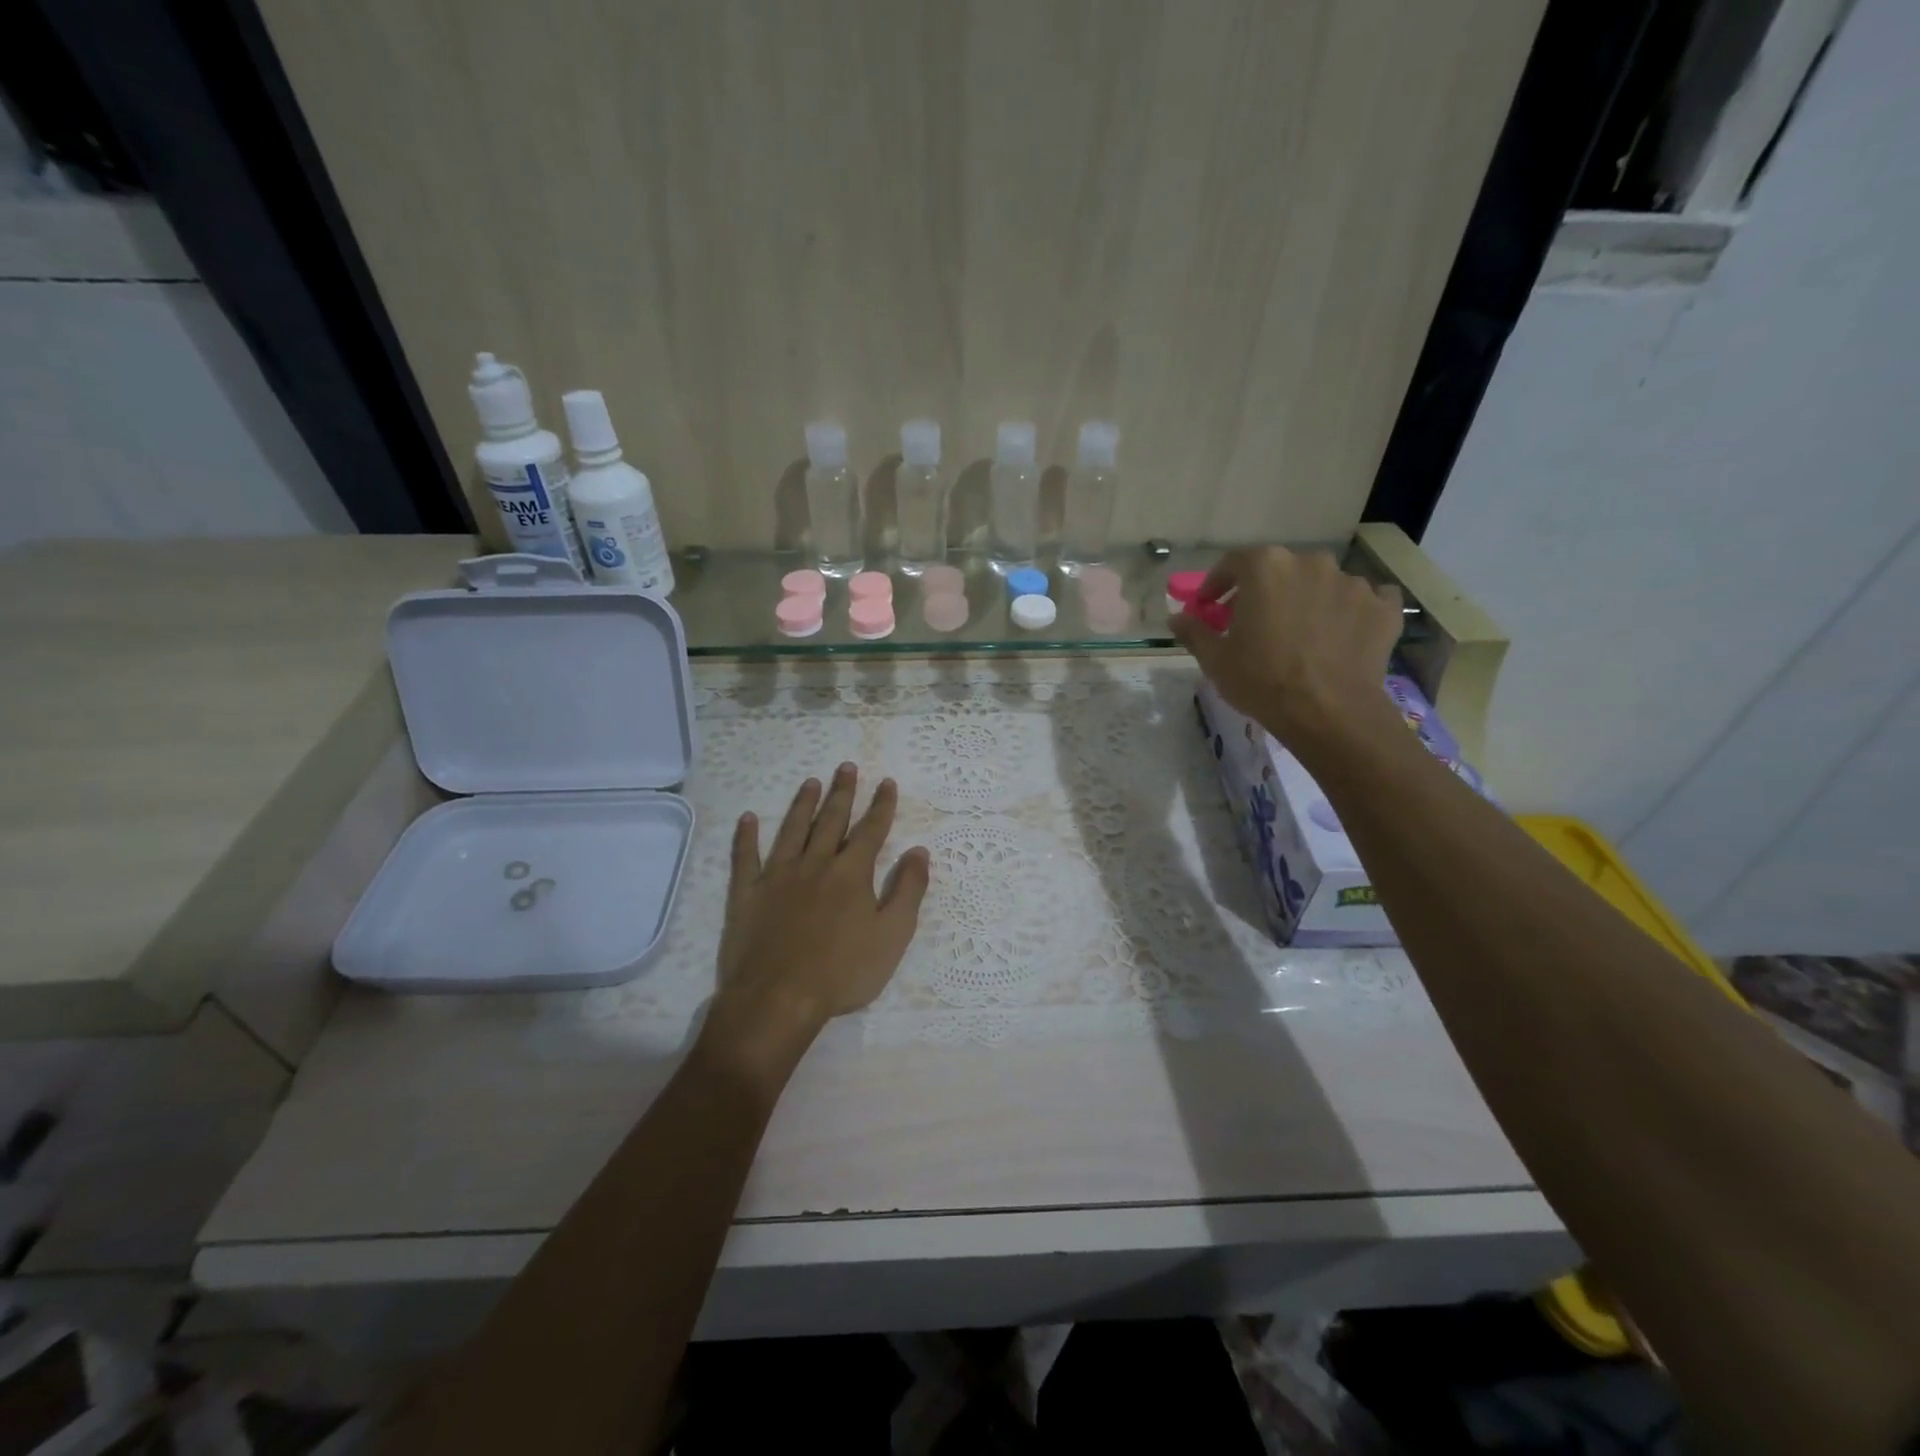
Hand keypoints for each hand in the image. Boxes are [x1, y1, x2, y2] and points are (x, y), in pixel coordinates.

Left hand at [703, 765, 930, 1078]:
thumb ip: (908, 890)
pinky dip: (746, 837)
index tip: (887, 782)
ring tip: (810, 781)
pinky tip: (748, 818)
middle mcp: (815, 864)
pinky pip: (745, 858)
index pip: (871, 830)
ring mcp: (777, 876)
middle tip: (846, 767)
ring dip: (802, 804)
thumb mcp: (892, 935)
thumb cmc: (843, 972)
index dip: (881, 806)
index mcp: (851, 873)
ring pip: (792, 830)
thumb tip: (919, 851)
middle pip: (831, 820)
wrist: (778, 998)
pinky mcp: (747, 894)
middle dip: (842, 793)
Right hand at [1170, 547, 1404, 764]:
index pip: (1233, 563)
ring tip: (1301, 633)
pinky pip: (1364, 600)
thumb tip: (1176, 617)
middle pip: (1280, 571)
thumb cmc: (1262, 680)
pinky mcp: (1383, 606)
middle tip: (1255, 622)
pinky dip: (1350, 612)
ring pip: (1321, 584)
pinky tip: (1342, 634)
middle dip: (1264, 592)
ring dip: (1308, 600)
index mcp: (1266, 567)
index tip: (1209, 606)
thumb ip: (1194, 631)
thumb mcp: (1215, 659)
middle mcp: (1310, 563)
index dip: (1217, 584)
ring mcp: (1352, 582)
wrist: (1329, 712)